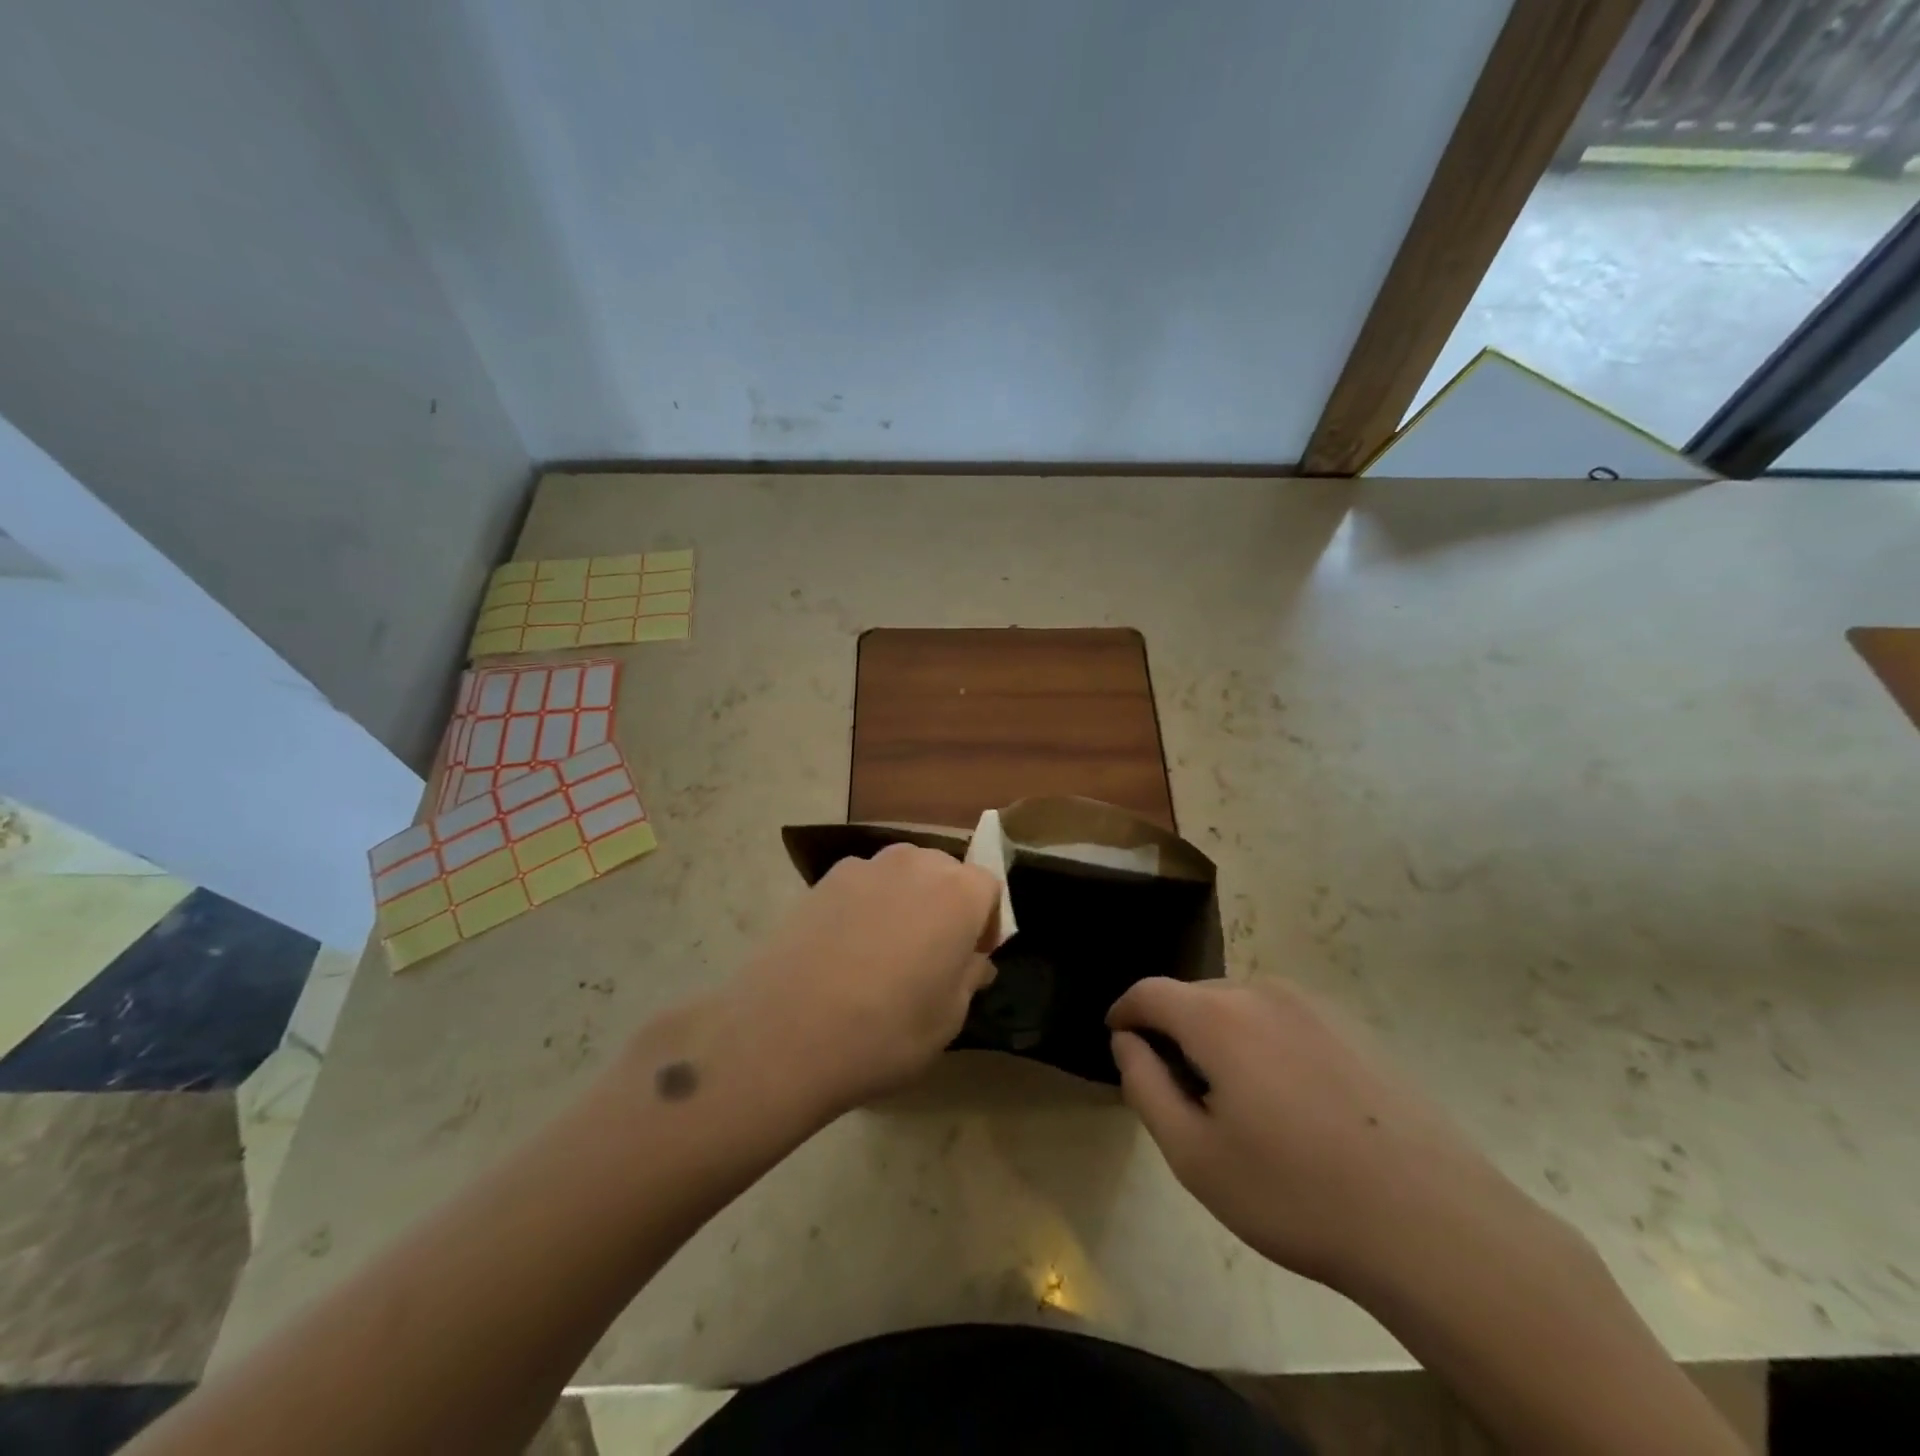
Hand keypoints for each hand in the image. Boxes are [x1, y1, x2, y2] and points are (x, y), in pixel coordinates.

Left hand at [731, 844, 999, 1116]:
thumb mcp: (947, 1019)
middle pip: (945, 872)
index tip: (972, 958)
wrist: (786, 1032)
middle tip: (932, 953)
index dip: (985, 923)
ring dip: (907, 900)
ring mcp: (865, 867)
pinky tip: (847, 948)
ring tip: (886, 949)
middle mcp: (916, 864)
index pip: (988, 888)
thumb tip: (974, 961)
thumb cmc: (885, 1031)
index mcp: (958, 893)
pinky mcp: (823, 879)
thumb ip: (969, 979)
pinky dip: (866, 905)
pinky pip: (862, 884)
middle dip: (947, 904)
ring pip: (902, 874)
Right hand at [1108, 978, 1540, 1297]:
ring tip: (1233, 1097)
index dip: (1125, 1011)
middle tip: (1177, 1087)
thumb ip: (1145, 1086)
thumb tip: (1127, 1042)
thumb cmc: (1296, 1194)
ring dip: (1220, 1034)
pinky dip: (1264, 1041)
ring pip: (1242, 1005)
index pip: (1150, 992)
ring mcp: (1314, 1005)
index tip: (1116, 1036)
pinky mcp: (1353, 1027)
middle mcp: (1263, 992)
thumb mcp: (1195, 1155)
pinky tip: (1289, 1100)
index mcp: (1218, 1016)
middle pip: (1196, 996)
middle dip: (1174, 1028)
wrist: (1434, 1224)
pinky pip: (1285, 1019)